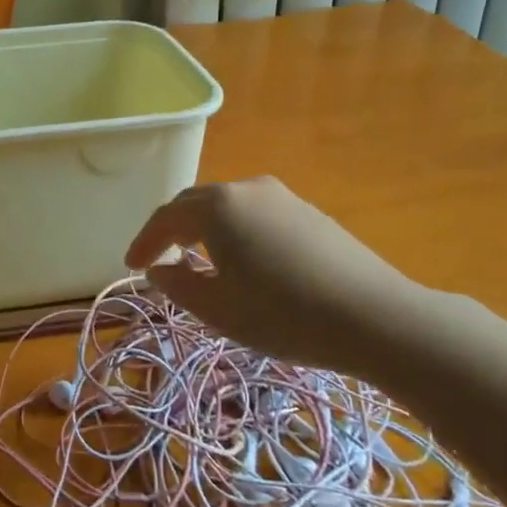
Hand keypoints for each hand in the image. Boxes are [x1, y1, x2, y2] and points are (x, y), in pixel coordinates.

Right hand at [124, 177, 427, 376]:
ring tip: (198, 261)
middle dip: (172, 231)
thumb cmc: (283, 314)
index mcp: (217, 206)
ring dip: (205, 231)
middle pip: (196, 204)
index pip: (166, 218)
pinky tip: (244, 261)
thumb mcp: (218, 309)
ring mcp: (283, 197)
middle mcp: (247, 189)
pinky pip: (256, 216)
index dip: (144, 242)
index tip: (131, 267)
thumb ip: (178, 285)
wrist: (375, 317)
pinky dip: (236, 233)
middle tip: (159, 260)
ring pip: (228, 209)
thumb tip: (160, 270)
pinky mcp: (309, 213)